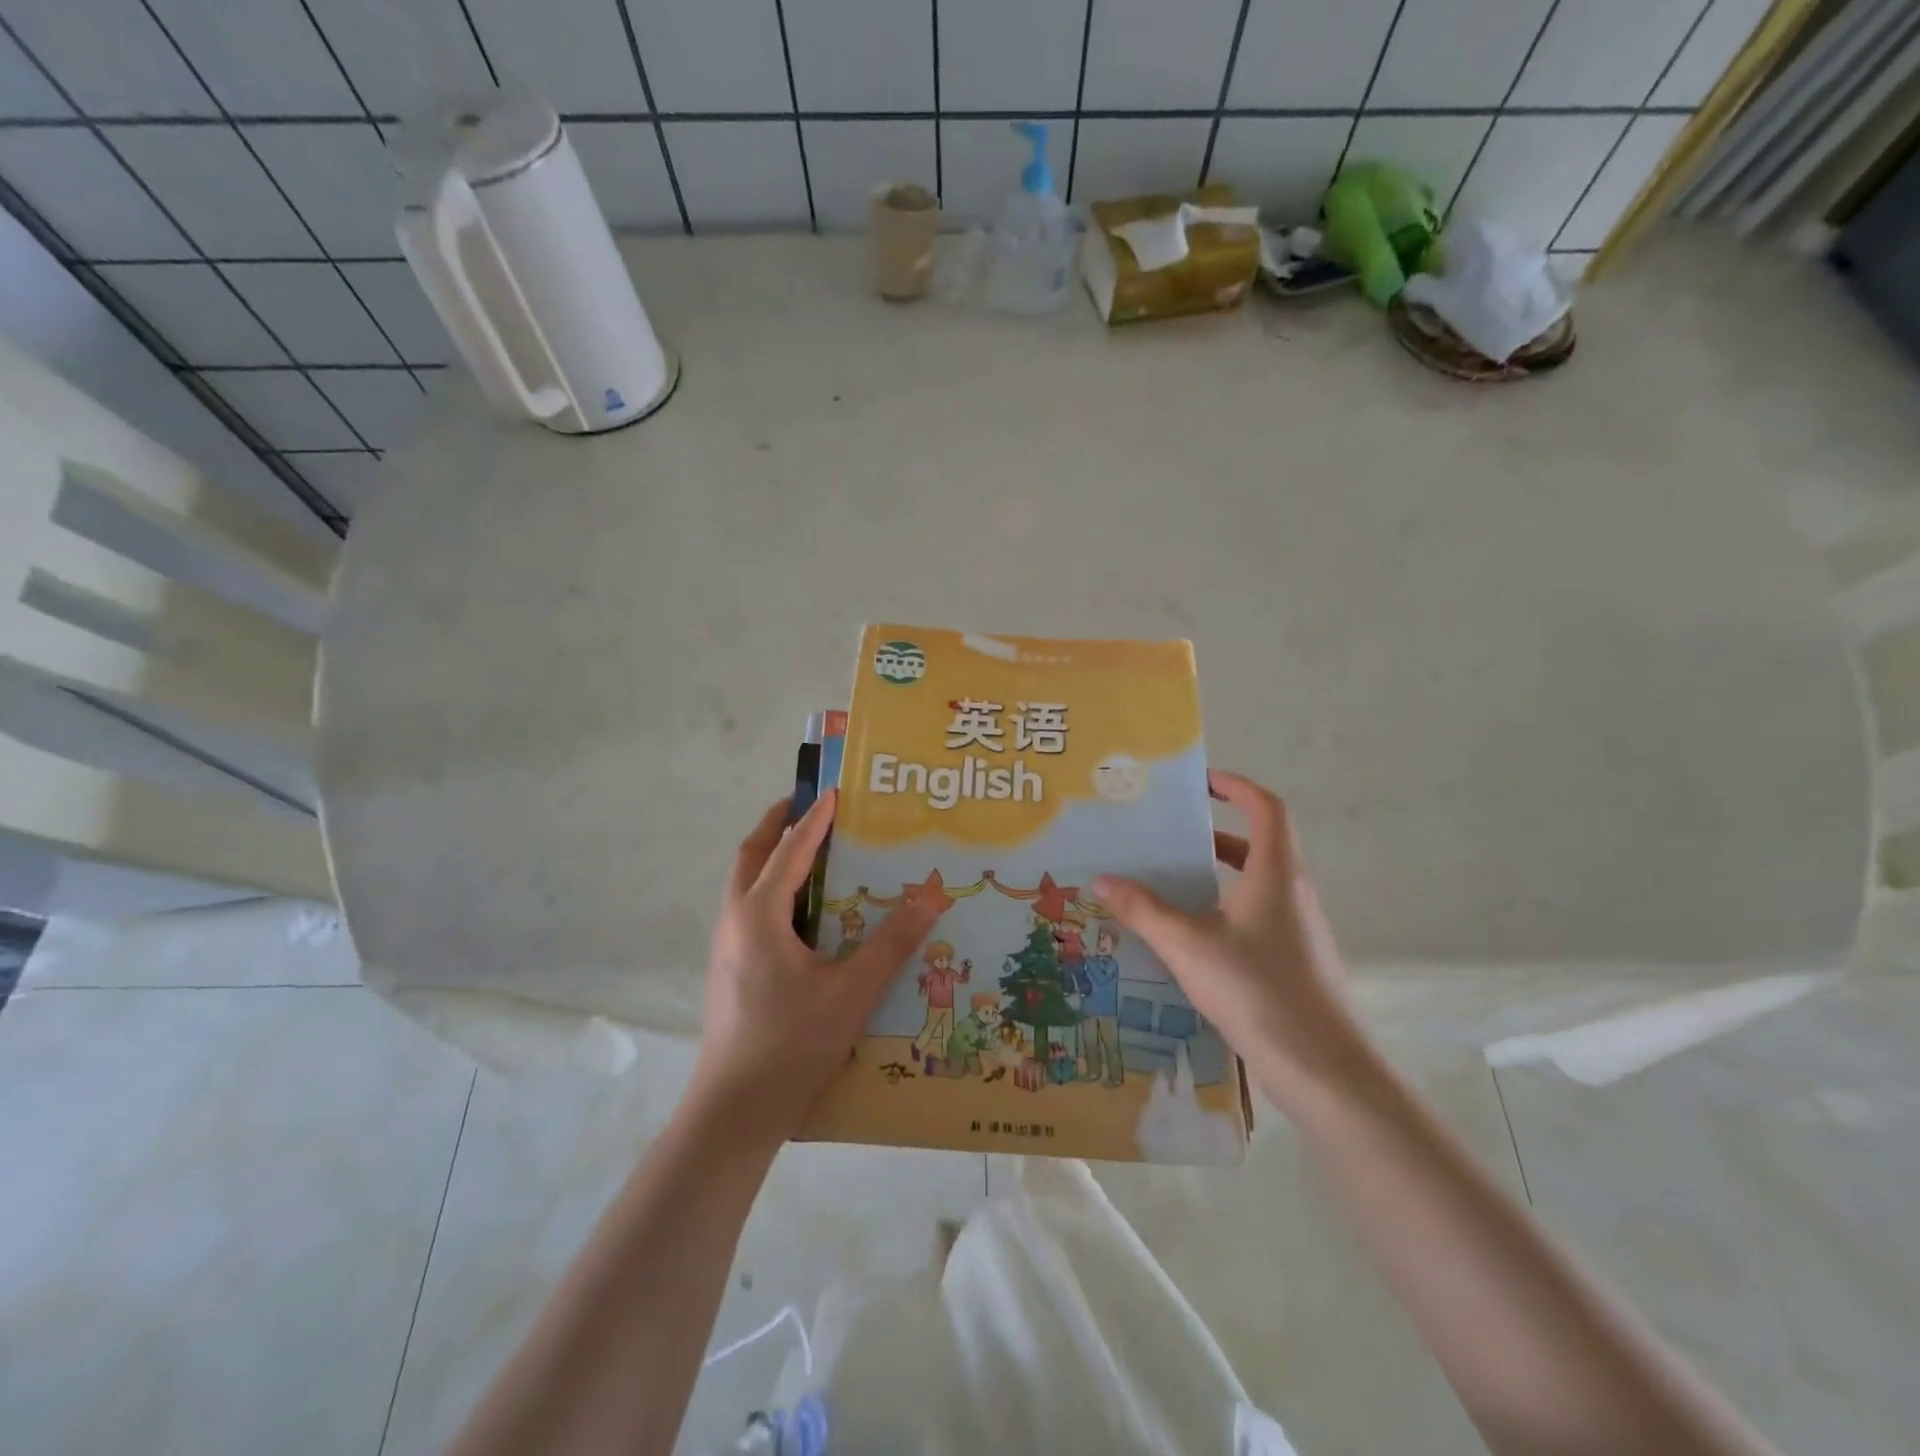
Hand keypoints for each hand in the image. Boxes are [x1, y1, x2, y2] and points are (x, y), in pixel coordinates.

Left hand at [693, 789, 938, 1140]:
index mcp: (759, 915)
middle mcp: (735, 921)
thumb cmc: (792, 1044)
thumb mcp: (851, 992)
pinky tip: (802, 914)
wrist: (734, 1111)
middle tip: (807, 806)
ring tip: (809, 852)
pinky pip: (749, 910)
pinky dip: (771, 890)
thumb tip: (931, 899)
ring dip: (771, 857)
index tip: (835, 792)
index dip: (814, 820)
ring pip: (745, 884)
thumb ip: (891, 944)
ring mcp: (726, 947)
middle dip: (777, 825)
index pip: (789, 851)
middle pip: (751, 856)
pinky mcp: (729, 971)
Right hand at [1092, 770, 1375, 1111]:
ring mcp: (1299, 929)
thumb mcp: (1188, 946)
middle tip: (1171, 835)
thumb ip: (1143, 910)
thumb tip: (1101, 880)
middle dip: (1215, 833)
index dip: (1236, 786)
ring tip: (1172, 882)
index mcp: (1276, 872)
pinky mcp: (1296, 960)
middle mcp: (1293, 891)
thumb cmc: (1258, 990)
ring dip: (1218, 874)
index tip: (1200, 782)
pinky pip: (1257, 915)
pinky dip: (1225, 908)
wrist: (1324, 1070)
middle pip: (1259, 844)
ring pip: (1257, 883)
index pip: (1265, 807)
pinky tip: (1192, 937)